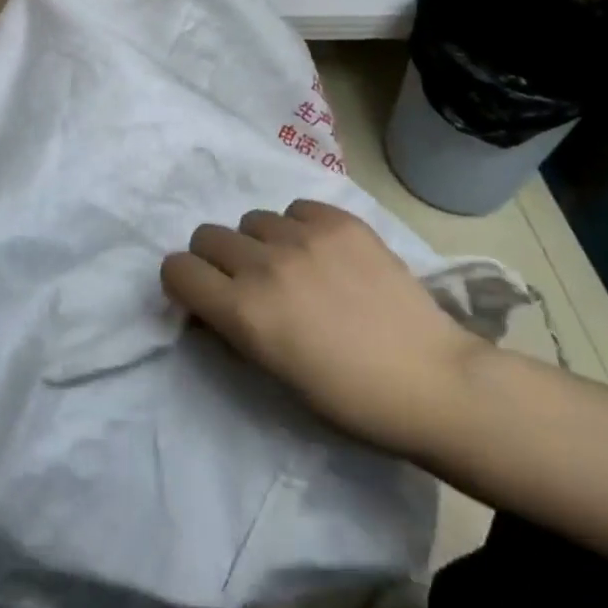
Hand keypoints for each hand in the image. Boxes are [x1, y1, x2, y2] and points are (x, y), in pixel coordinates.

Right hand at [162, 200, 487, 460]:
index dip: (184, 282)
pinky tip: (324, 254)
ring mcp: (305, 236)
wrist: (430, 380)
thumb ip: (234, 330)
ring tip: (293, 268)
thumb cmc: (349, 399)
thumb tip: (213, 303)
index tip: (202, 295)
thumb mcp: (274, 375)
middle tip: (245, 282)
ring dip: (260, 243)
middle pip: (207, 235)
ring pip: (252, 219)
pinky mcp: (340, 220)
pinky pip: (297, 208)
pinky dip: (299, 228)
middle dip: (216, 259)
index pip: (177, 269)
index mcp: (244, 312)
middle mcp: (265, 264)